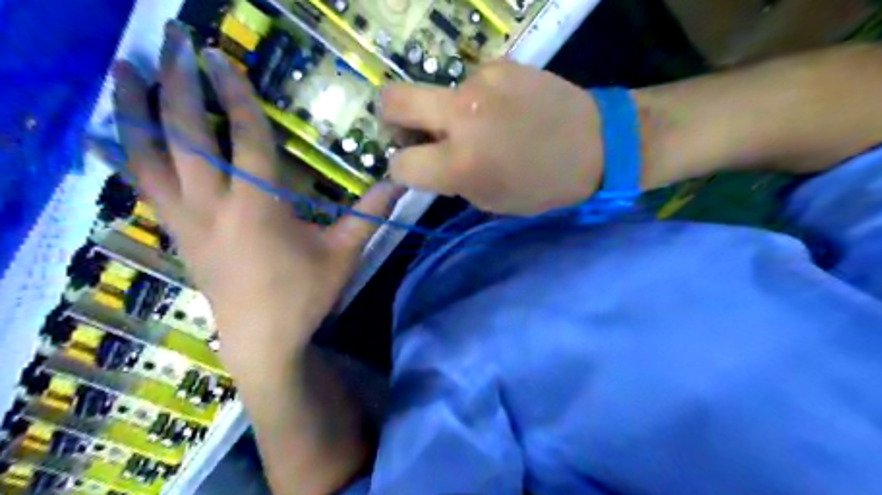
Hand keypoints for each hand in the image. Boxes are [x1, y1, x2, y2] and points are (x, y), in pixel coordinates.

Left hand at [112, 19, 400, 375]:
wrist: (261, 341)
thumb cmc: (305, 296)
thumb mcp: (344, 254)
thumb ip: (370, 213)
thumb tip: (401, 181)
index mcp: (258, 208)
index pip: (245, 140)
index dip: (235, 97)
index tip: (222, 60)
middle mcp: (213, 207)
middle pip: (186, 136)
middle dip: (177, 85)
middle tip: (169, 42)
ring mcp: (187, 220)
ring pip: (149, 157)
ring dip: (136, 110)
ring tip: (125, 70)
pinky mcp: (177, 234)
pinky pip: (144, 185)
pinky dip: (133, 152)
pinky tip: (128, 133)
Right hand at [384, 59, 603, 213]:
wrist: (597, 144)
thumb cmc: (543, 187)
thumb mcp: (490, 200)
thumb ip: (450, 182)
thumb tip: (425, 162)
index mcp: (460, 164)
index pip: (399, 163)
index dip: (402, 169)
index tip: (416, 168)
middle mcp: (460, 116)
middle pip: (391, 100)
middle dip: (390, 118)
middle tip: (411, 131)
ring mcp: (479, 83)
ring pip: (436, 94)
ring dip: (446, 112)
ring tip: (482, 124)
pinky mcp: (499, 64)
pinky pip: (469, 84)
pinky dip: (475, 99)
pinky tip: (503, 110)